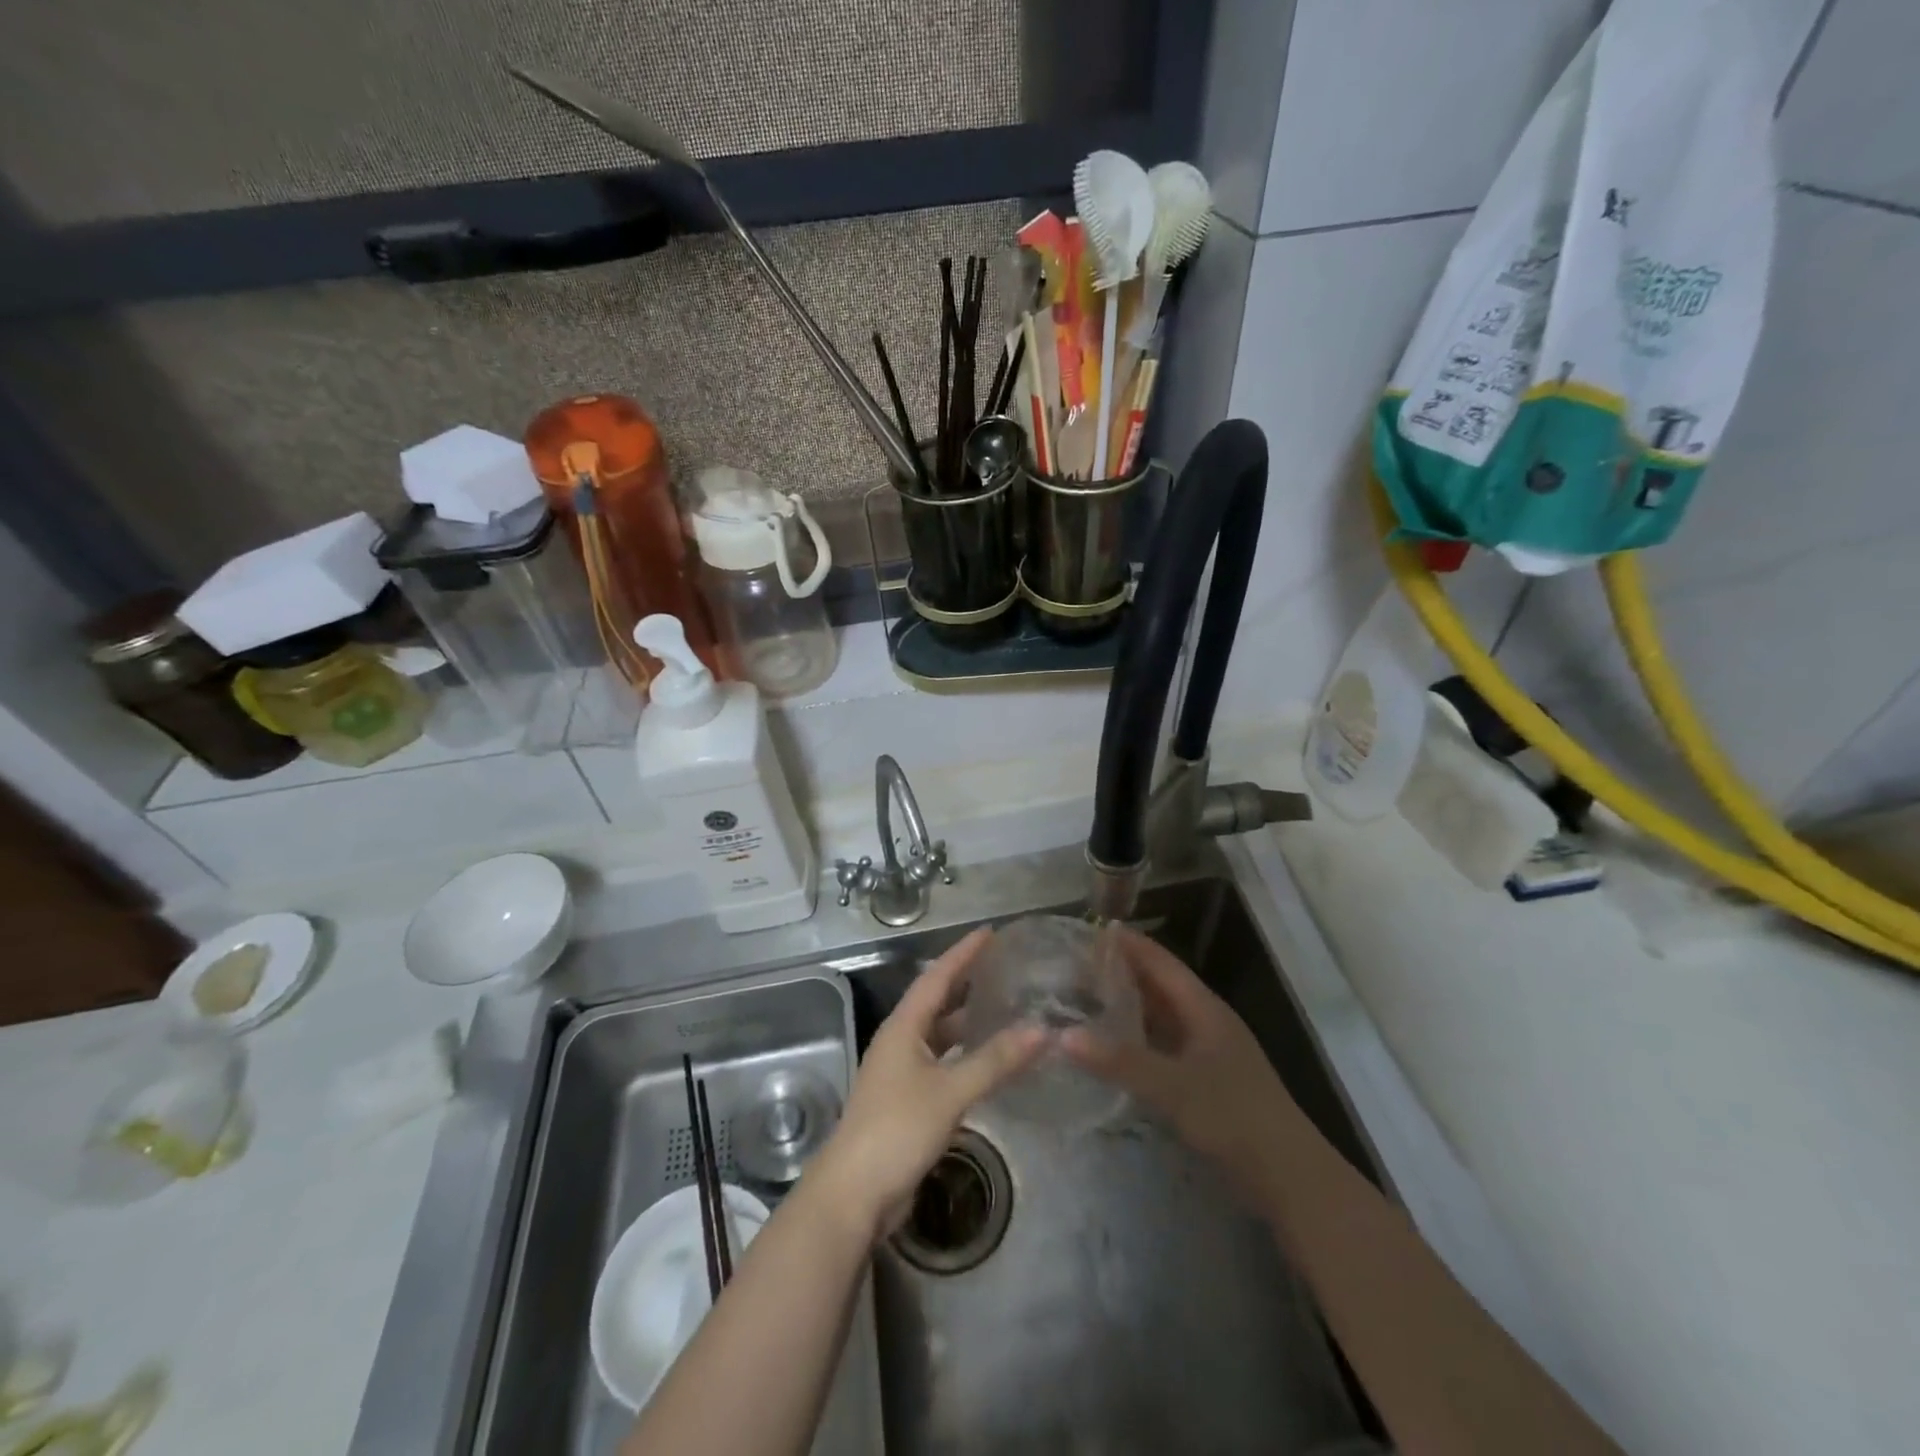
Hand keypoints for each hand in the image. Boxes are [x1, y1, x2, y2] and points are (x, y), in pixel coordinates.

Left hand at [808, 927, 1046, 1242]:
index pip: (936, 977)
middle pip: (936, 1002)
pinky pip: (942, 1064)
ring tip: (1004, 1009)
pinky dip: (965, 1056)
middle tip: (1003, 968)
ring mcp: (901, 1073)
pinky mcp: (907, 1101)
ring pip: (940, 1036)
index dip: (963, 953)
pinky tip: (988, 1062)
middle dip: (966, 983)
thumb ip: (995, 1060)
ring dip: (967, 1022)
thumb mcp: (950, 1092)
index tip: (990, 933)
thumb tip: (1041, 1029)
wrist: (854, 1193)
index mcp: (903, 1027)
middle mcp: (900, 1041)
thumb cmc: (898, 1129)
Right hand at [1062, 928, 1301, 1202]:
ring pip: (1160, 1017)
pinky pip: (1162, 1045)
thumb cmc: (1234, 1118)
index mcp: (1203, 1008)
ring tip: (1085, 998)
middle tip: (1076, 964)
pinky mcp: (1205, 1081)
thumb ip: (1120, 1061)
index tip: (1090, 929)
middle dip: (1121, 972)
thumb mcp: (1173, 1087)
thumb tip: (1063, 1035)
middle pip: (1159, 985)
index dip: (1129, 944)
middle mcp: (1205, 1022)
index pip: (1160, 962)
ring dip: (1127, 1006)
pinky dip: (1136, 1039)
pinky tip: (1112, 1047)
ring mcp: (1207, 1052)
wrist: (1290, 1177)